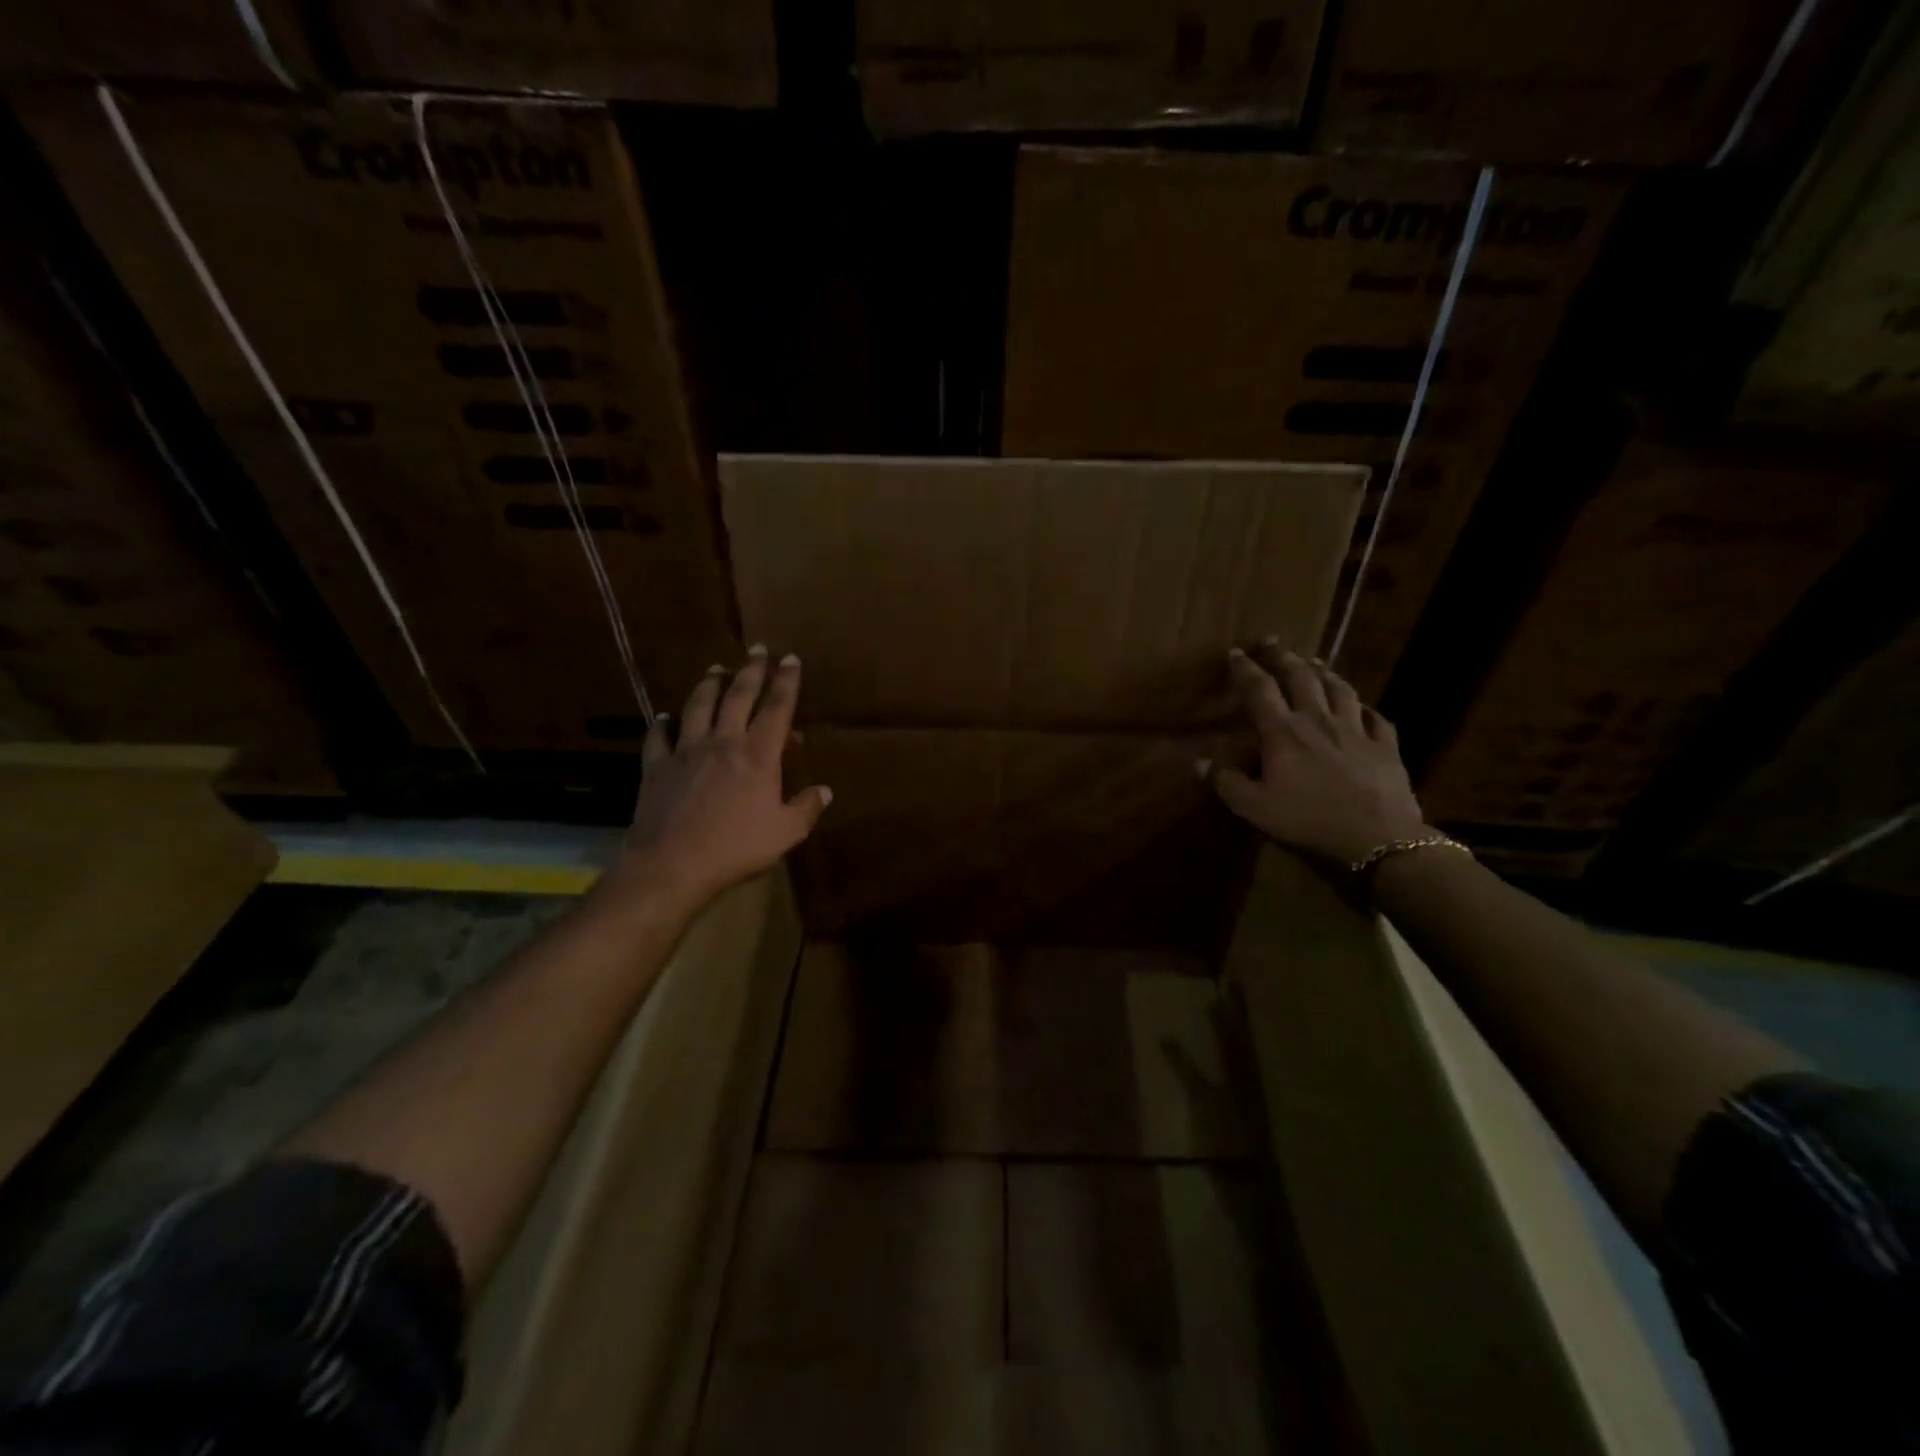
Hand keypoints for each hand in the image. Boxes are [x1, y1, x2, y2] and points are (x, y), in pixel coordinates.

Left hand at [615, 646, 831, 909]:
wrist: (673, 864)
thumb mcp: (785, 833)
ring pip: (698, 706)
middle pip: (739, 696)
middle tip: (757, 650)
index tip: (790, 659)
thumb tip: (825, 790)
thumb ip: (806, 808)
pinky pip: (659, 736)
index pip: (777, 707)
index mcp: (758, 754)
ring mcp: (686, 751)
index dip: (786, 681)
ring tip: (716, 668)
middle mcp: (723, 741)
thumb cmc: (736, 848)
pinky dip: (663, 723)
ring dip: (709, 684)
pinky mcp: (657, 766)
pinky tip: (665, 717)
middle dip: (751, 670)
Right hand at [1203, 642, 1427, 864]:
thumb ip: (1226, 782)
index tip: (1235, 652)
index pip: (1259, 690)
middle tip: (1272, 642)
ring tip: (1315, 661)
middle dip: (1283, 657)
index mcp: (1283, 732)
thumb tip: (1199, 763)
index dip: (1245, 669)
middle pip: (1300, 678)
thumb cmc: (1308, 820)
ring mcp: (1356, 730)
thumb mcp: (1255, 807)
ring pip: (1339, 689)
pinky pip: (1375, 717)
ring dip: (1324, 672)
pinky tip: (1362, 707)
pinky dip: (1365, 708)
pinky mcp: (1385, 745)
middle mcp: (1318, 720)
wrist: (1377, 836)